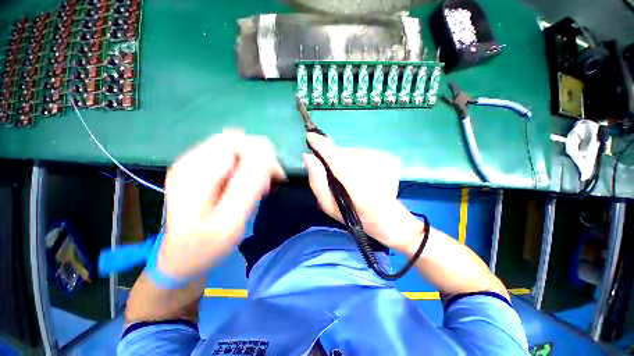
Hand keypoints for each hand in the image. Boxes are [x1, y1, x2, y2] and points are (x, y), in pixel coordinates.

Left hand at [157, 130, 284, 279]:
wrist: (182, 259)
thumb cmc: (204, 246)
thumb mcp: (229, 222)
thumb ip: (247, 187)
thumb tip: (265, 158)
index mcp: (195, 170)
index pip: (236, 142)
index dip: (261, 155)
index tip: (276, 176)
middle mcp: (193, 160)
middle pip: (237, 141)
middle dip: (261, 157)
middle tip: (272, 181)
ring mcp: (197, 165)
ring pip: (238, 149)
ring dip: (257, 163)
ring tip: (264, 185)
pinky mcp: (204, 172)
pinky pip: (234, 159)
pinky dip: (250, 168)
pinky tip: (253, 185)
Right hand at [304, 133, 423, 252]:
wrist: (386, 218)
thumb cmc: (353, 215)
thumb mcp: (328, 204)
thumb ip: (317, 180)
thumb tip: (308, 156)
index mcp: (355, 184)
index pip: (335, 157)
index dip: (321, 145)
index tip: (310, 136)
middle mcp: (371, 167)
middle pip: (343, 152)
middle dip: (335, 158)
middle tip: (336, 174)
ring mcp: (384, 161)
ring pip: (354, 152)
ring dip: (348, 160)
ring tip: (352, 177)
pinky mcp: (390, 158)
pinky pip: (365, 153)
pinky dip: (360, 160)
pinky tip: (364, 175)